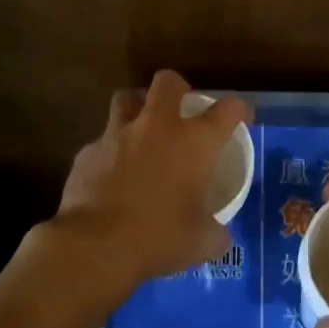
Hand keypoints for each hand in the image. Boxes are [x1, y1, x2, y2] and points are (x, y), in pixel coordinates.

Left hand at [50, 71, 253, 288]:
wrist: (95, 246)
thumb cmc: (158, 238)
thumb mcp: (202, 242)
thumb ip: (216, 231)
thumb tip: (219, 233)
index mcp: (195, 142)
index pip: (229, 109)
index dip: (239, 110)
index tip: (240, 118)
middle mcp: (158, 127)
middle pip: (168, 82)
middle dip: (177, 89)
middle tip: (180, 110)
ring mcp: (118, 134)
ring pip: (126, 99)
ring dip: (136, 108)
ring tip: (141, 130)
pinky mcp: (87, 152)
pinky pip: (102, 141)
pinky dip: (110, 151)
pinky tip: (111, 174)